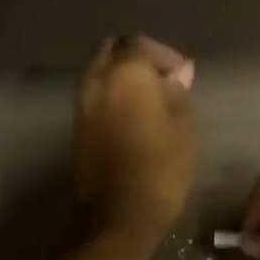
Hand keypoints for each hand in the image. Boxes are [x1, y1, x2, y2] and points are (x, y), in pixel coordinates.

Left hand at [73, 35, 197, 243]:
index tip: (179, 74)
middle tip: (159, 80)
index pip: (139, 43)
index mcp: (127, 74)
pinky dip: (109, 95)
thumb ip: (178, 93)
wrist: (118, 216)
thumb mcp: (183, 127)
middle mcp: (98, 81)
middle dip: (135, 58)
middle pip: (111, 51)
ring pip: (98, 72)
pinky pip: (93, 95)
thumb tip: (179, 72)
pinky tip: (130, 117)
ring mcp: (82, 104)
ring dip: (119, 77)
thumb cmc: (160, 168)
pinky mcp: (76, 127)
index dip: (162, 54)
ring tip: (146, 100)